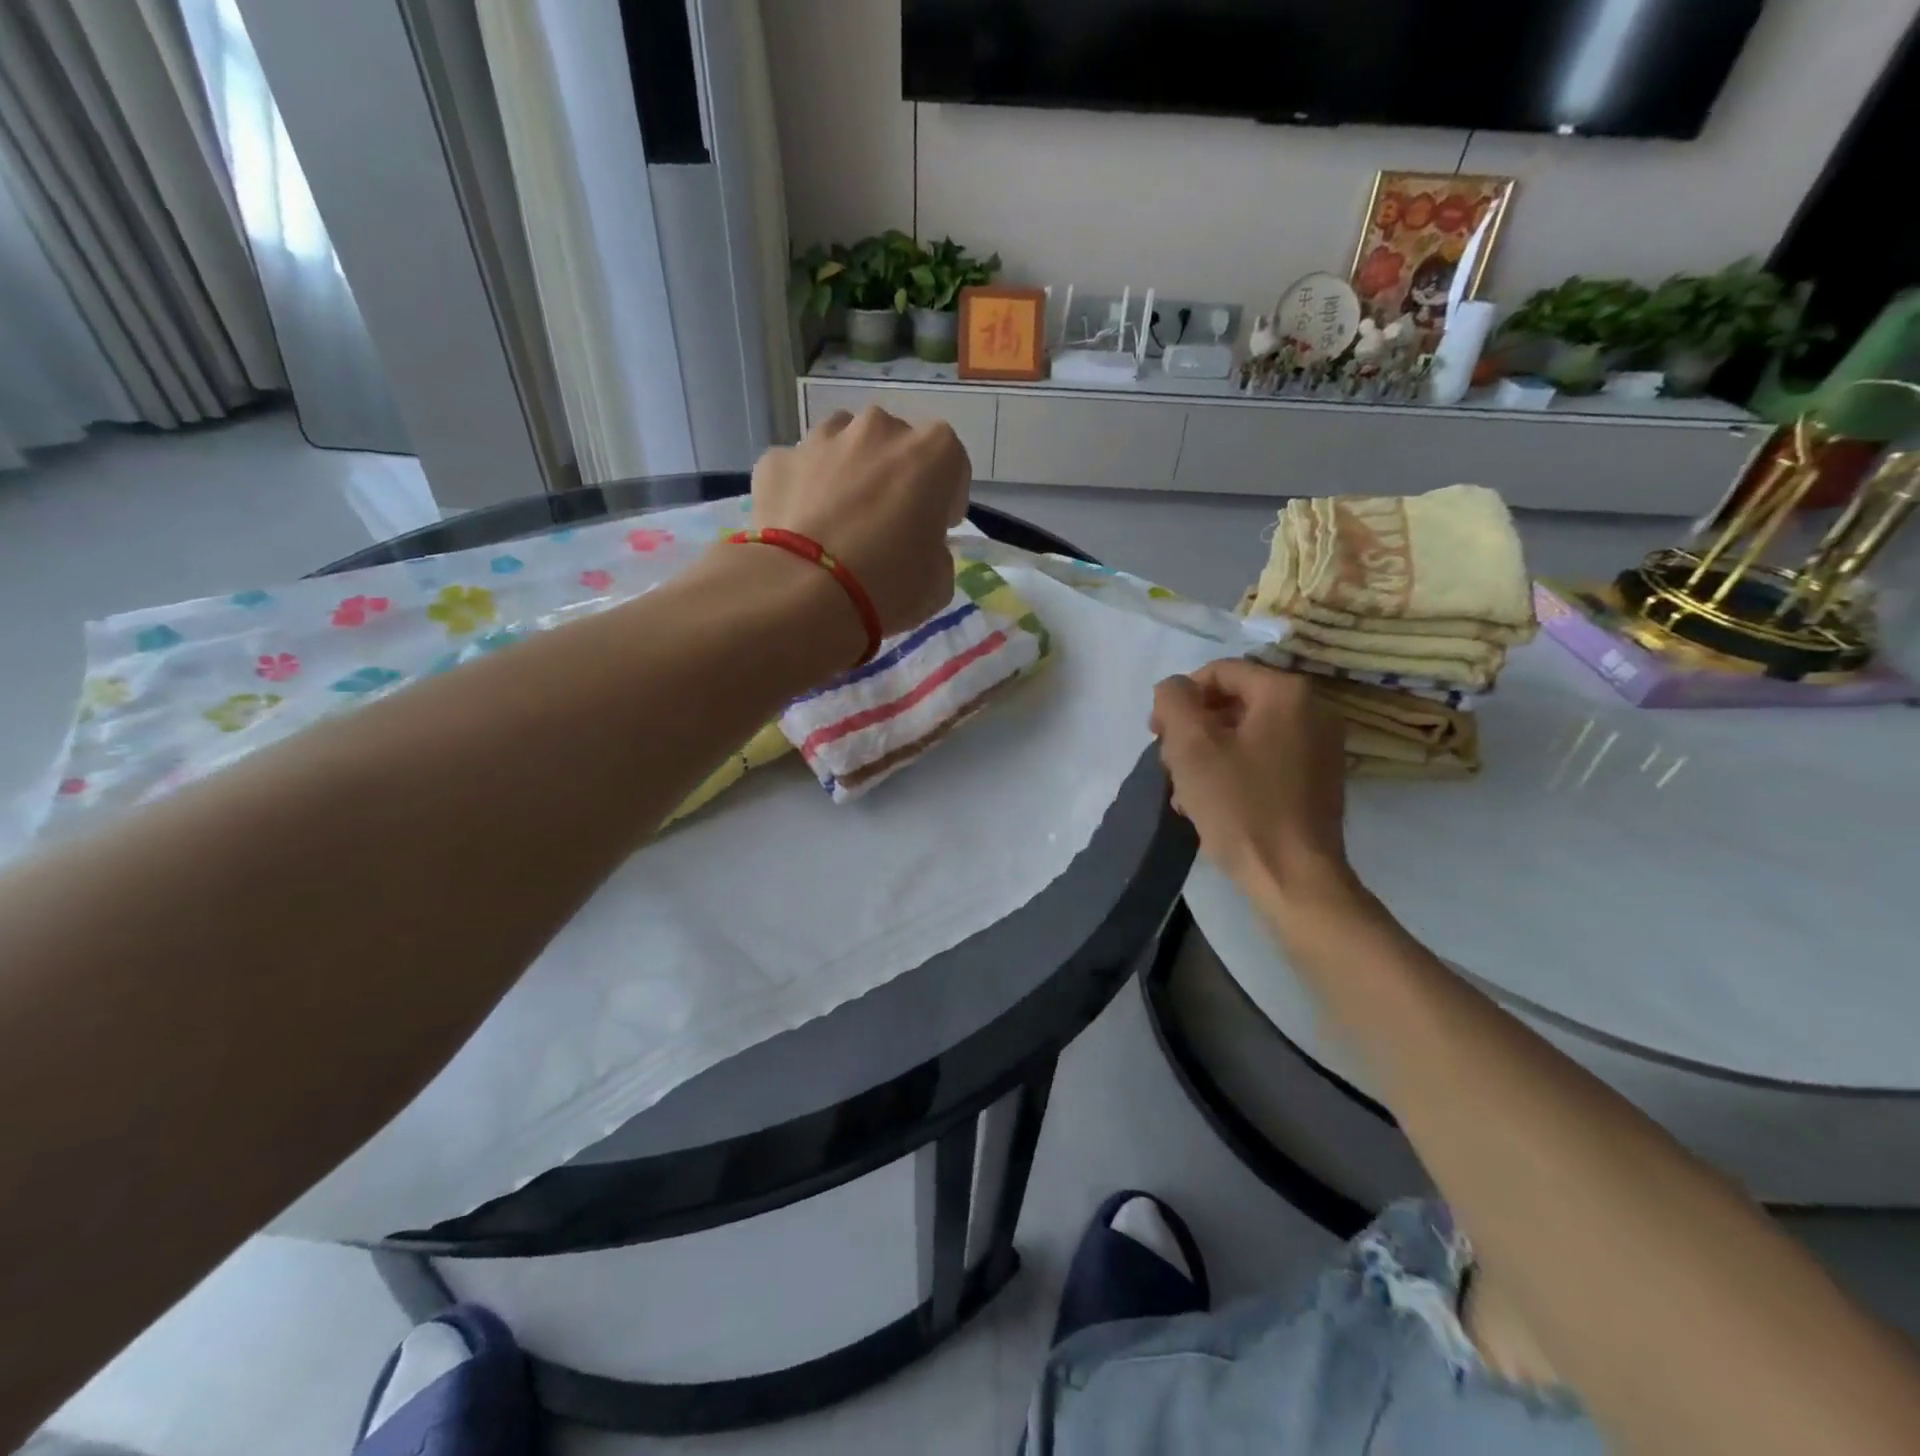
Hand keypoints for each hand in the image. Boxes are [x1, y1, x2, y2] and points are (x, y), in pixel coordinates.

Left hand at [750, 406, 970, 635]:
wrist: (802, 593)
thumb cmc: (888, 584)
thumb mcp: (938, 583)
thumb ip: (936, 554)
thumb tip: (919, 549)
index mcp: (932, 452)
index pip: (951, 467)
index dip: (944, 501)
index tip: (934, 530)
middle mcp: (879, 429)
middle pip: (894, 447)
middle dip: (893, 479)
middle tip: (885, 527)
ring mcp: (823, 438)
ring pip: (843, 446)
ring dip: (847, 474)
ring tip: (838, 523)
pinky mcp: (777, 459)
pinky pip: (799, 470)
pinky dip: (802, 491)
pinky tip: (800, 530)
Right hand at [1150, 660, 1351, 896]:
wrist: (1294, 878)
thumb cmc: (1240, 806)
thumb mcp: (1191, 746)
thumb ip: (1174, 701)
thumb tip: (1174, 688)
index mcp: (1286, 693)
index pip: (1219, 672)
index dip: (1179, 699)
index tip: (1156, 734)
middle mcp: (1313, 710)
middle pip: (1233, 702)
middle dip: (1193, 730)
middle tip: (1169, 765)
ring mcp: (1320, 746)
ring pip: (1245, 733)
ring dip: (1208, 755)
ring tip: (1185, 792)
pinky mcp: (1318, 779)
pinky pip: (1265, 758)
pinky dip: (1234, 771)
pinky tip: (1210, 803)